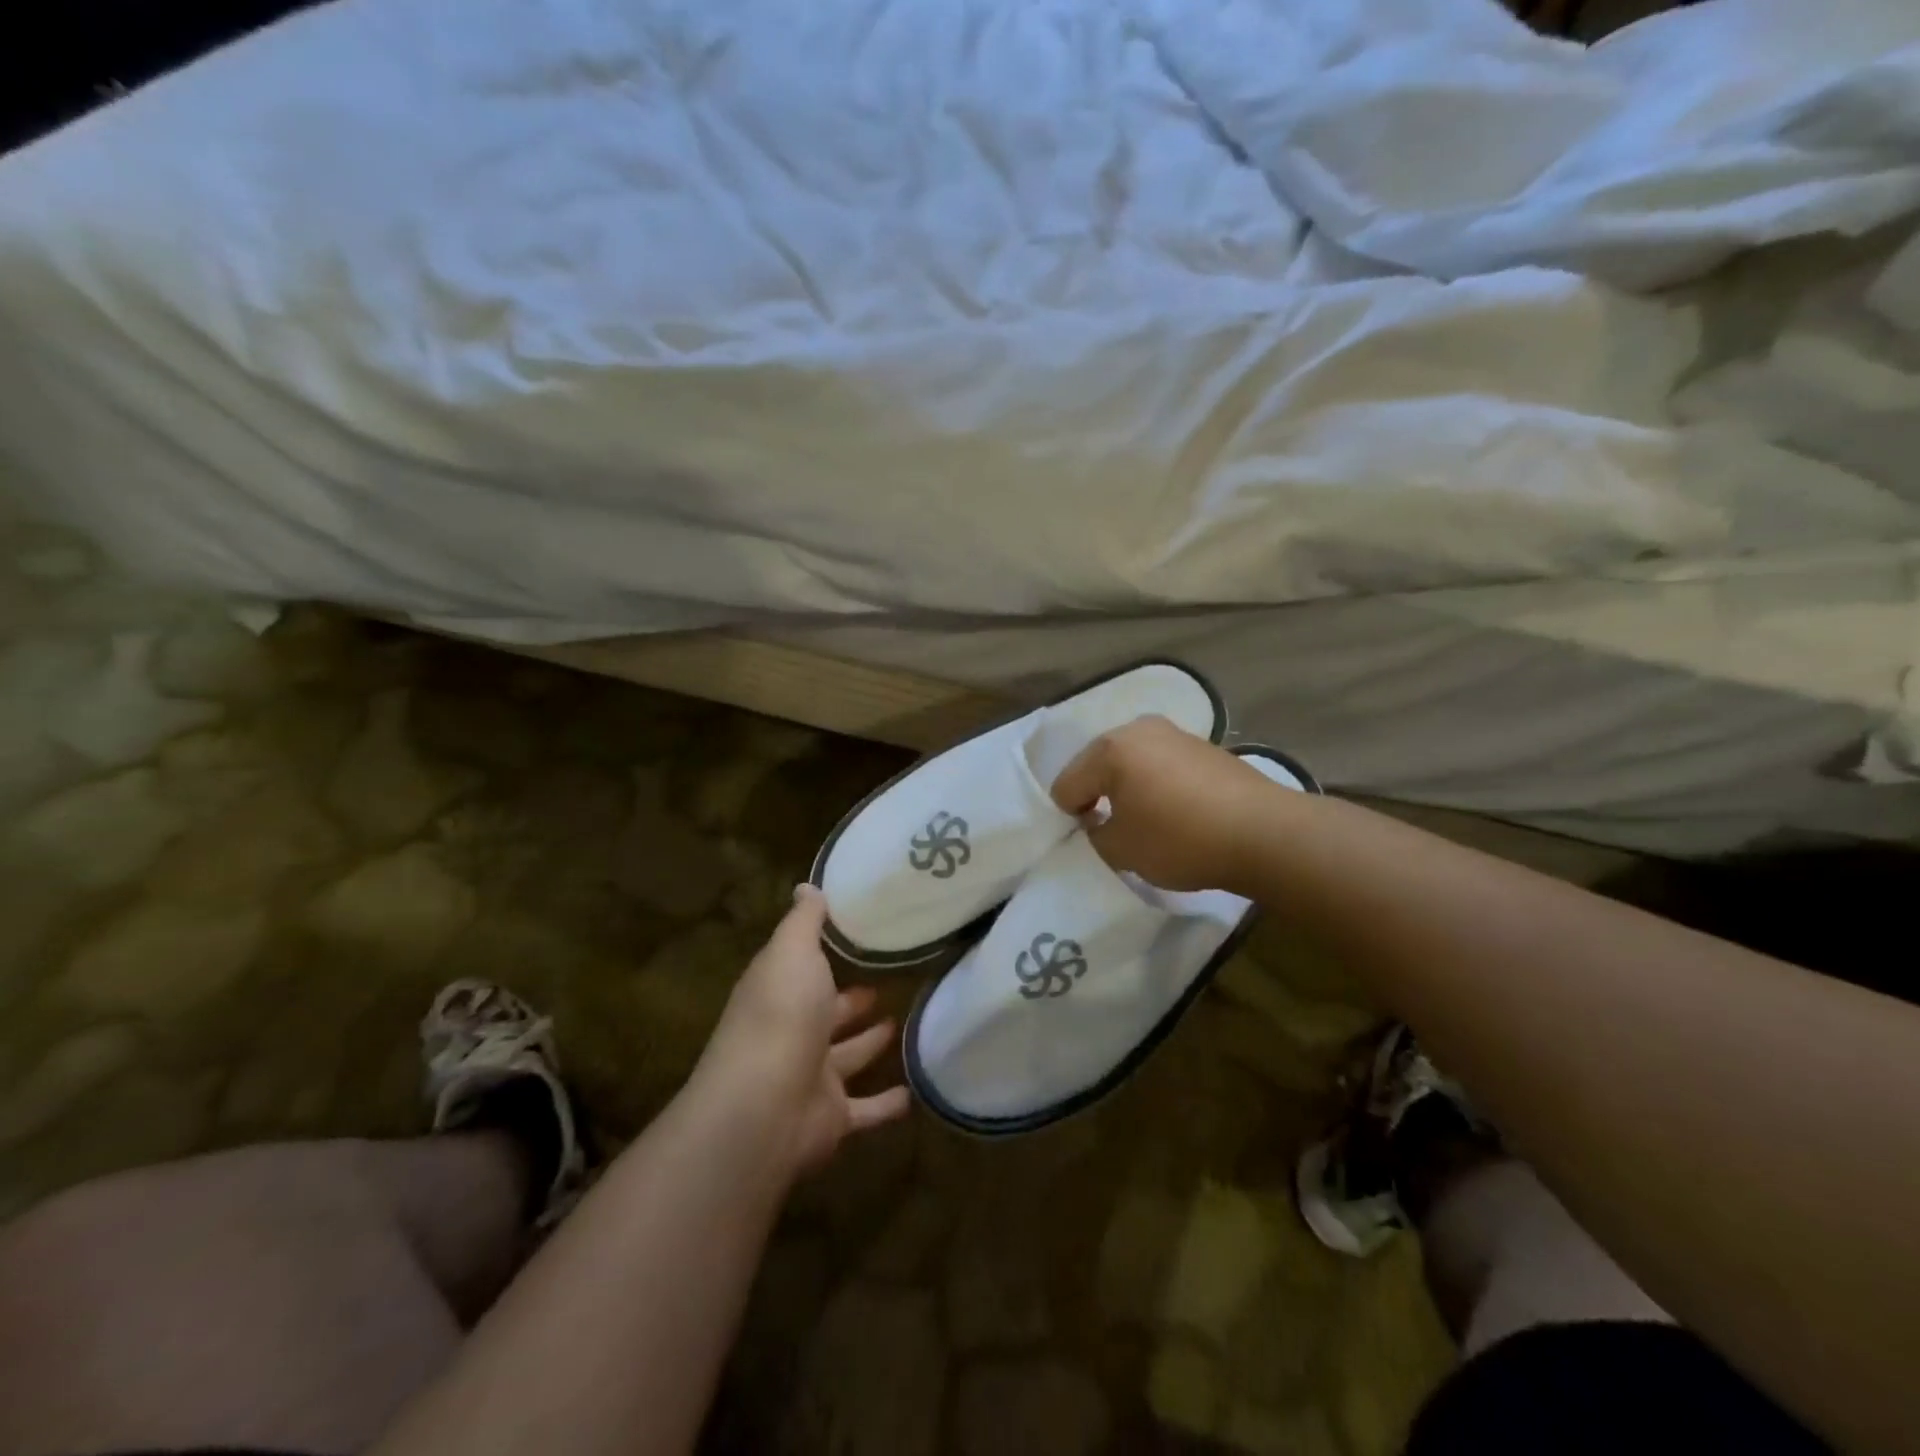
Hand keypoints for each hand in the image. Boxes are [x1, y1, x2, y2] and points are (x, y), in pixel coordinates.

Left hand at [693, 885, 909, 1175]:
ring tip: (903, 1024)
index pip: (803, 968)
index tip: (860, 937)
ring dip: (870, 1043)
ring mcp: (812, 1077)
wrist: (764, 1107)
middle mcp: (793, 1033)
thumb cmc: (781, 1014)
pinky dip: (887, 1103)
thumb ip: (804, 921)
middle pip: (827, 1014)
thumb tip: (807, 886)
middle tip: (886, 984)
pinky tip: (915, 1092)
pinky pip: (866, 1109)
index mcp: (779, 992)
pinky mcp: (833, 1117)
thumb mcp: (793, 951)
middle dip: (852, 1001)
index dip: (825, 955)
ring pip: (848, 1057)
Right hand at [1050, 715, 1274, 892]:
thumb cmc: (1181, 840)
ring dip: (1130, 789)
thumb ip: (1096, 834)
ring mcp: (1175, 734)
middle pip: (1098, 765)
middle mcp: (1139, 730)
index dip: (1072, 816)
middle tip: (1114, 829)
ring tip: (1148, 821)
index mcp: (1111, 749)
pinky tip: (1177, 812)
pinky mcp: (1204, 746)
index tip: (1094, 839)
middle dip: (1099, 796)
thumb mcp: (1122, 851)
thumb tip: (1101, 821)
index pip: (1067, 784)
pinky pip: (1162, 765)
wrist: (1264, 833)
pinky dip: (1158, 785)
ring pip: (1132, 763)